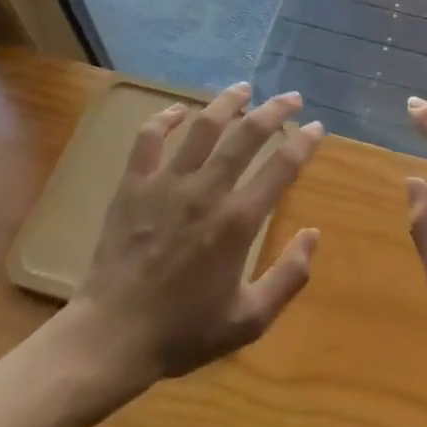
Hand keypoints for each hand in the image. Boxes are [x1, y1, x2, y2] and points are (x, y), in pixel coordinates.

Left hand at [64, 83, 325, 395]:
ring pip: (203, 126)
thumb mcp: (248, 320)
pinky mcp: (134, 185)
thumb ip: (288, 277)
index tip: (315, 127)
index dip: (303, 142)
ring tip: (243, 88)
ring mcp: (167, 184)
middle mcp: (207, 191)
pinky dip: (165, 118)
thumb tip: (314, 234)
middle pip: (247, 135)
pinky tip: (179, 110)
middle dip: (274, 110)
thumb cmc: (182, 332)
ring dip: (227, 102)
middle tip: (290, 97)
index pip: (281, 167)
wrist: (111, 338)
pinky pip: (149, 138)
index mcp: (238, 221)